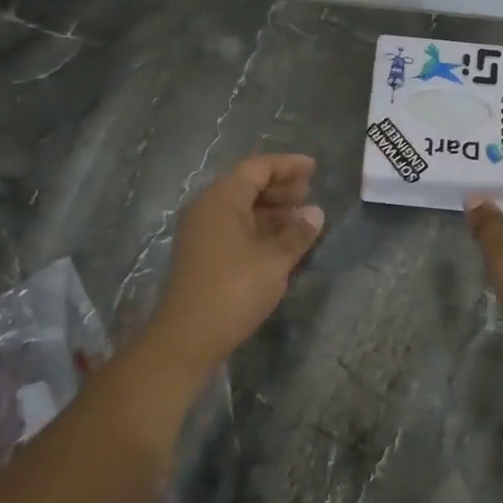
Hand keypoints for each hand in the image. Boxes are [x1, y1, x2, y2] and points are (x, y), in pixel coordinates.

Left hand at [148, 154, 325, 370]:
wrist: (187, 337)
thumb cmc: (234, 290)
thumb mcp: (274, 260)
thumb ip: (297, 233)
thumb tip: (315, 212)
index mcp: (222, 199)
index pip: (257, 167)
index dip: (287, 165)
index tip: (313, 168)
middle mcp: (208, 208)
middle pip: (247, 184)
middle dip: (279, 186)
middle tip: (309, 192)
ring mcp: (202, 232)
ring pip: (241, 207)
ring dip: (271, 208)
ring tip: (300, 217)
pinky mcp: (202, 254)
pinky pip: (234, 227)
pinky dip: (259, 227)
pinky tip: (281, 240)